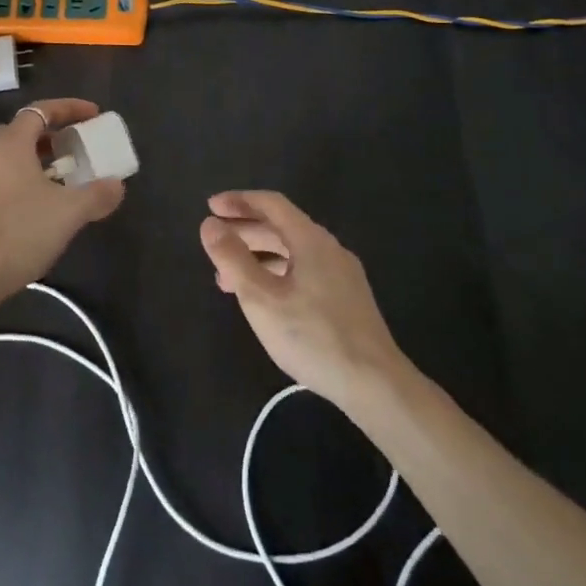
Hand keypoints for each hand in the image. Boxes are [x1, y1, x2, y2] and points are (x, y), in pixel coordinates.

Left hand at [0, 99, 125, 329]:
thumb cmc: (18, 230)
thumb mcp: (68, 212)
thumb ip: (96, 195)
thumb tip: (117, 185)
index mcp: (10, 143)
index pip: (40, 110)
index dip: (69, 108)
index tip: (94, 114)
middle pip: (21, 132)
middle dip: (50, 136)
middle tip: (74, 147)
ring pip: (9, 159)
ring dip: (35, 162)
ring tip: (61, 179)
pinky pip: (0, 181)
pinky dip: (22, 183)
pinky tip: (39, 207)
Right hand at [199, 190, 404, 407]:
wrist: (376, 384)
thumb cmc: (314, 337)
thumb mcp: (262, 298)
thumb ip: (233, 259)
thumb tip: (209, 225)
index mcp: (310, 240)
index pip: (271, 204)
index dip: (239, 201)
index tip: (211, 207)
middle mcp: (329, 248)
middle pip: (282, 226)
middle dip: (245, 230)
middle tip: (215, 241)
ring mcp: (342, 274)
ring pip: (293, 251)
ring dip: (259, 256)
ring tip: (228, 277)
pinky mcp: (347, 299)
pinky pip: (305, 270)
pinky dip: (277, 273)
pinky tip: (265, 297)